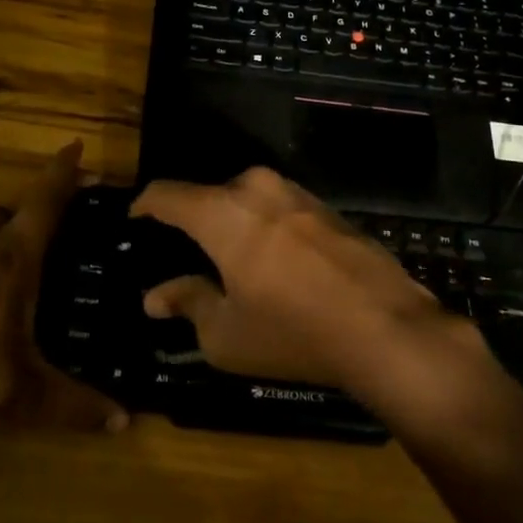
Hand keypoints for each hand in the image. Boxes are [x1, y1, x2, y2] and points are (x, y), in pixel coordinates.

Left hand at [0, 142, 128, 439]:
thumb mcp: (28, 395)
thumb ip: (79, 406)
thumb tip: (126, 422)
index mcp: (13, 261)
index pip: (43, 203)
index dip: (62, 171)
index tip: (77, 145)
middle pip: (13, 206)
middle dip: (41, 200)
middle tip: (68, 213)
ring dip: (7, 222)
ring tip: (30, 247)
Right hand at [131, 168, 451, 388]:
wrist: (387, 329)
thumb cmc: (293, 332)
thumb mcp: (226, 333)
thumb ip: (187, 303)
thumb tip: (155, 296)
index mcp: (222, 211)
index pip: (166, 194)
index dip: (144, 206)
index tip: (135, 221)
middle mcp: (257, 188)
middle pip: (209, 196)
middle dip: (194, 222)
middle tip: (187, 257)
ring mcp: (297, 193)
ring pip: (247, 201)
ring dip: (234, 225)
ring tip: (233, 263)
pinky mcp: (326, 207)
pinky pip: (279, 210)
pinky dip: (266, 229)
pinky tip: (275, 265)